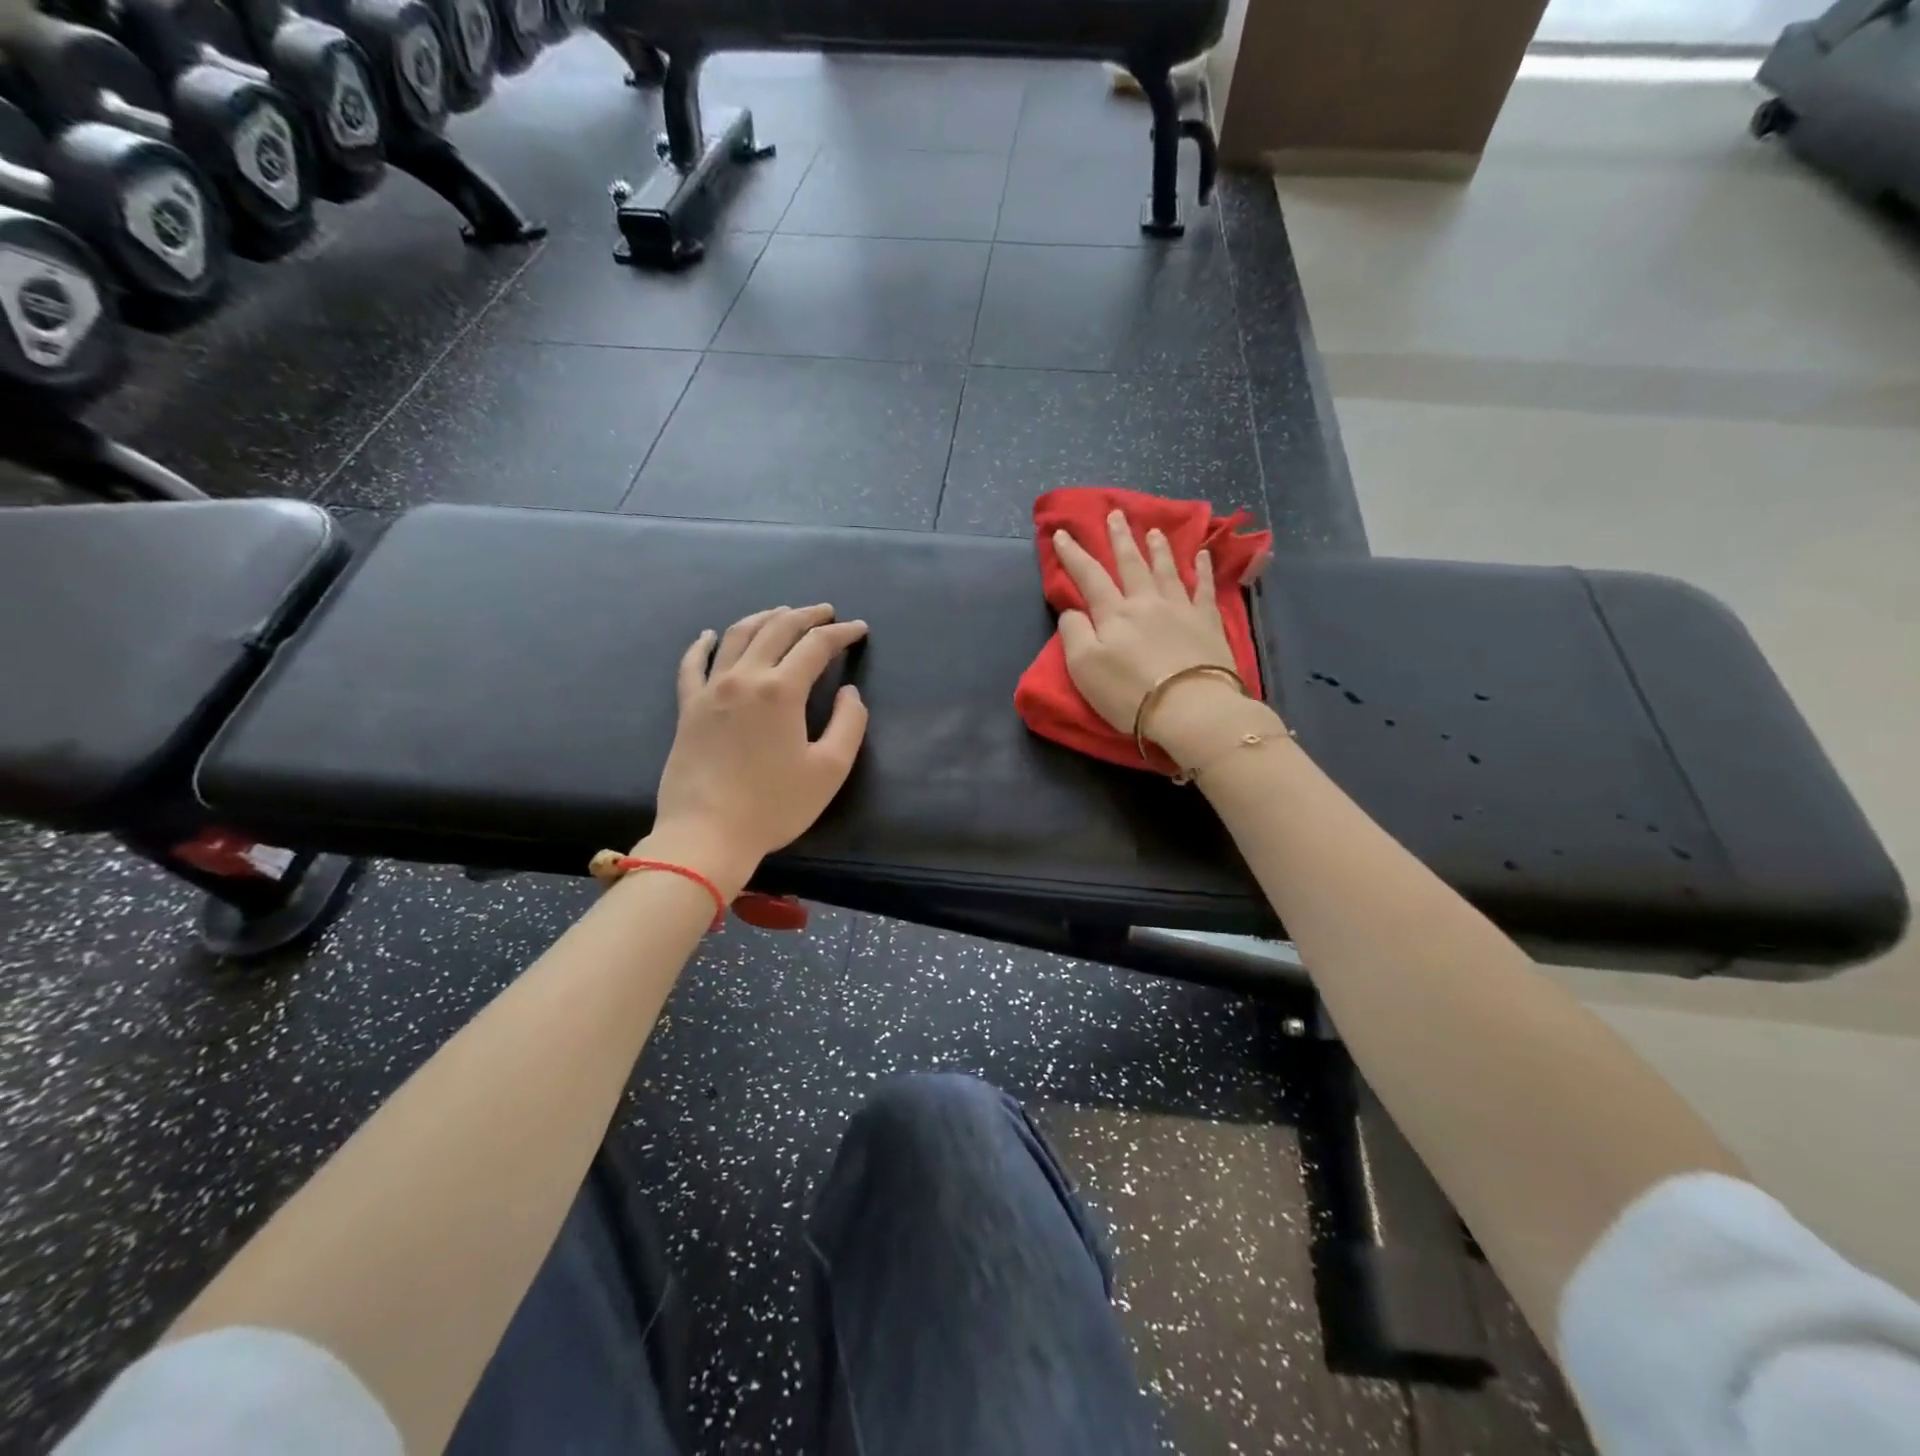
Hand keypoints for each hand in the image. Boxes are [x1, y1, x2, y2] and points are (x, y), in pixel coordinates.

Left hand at [648, 604, 868, 894]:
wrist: (706, 834)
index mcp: (781, 690)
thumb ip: (849, 724)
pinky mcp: (688, 708)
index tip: (859, 630)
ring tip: (782, 613)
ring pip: (737, 637)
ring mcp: (711, 690)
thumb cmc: (774, 805)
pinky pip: (693, 665)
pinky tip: (709, 635)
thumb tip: (850, 692)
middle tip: (826, 612)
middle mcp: (744, 678)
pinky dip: (703, 644)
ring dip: (764, 618)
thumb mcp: (829, 770)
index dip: (841, 633)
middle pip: (777, 629)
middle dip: (806, 615)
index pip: (817, 646)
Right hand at [1054, 509, 1240, 740]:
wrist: (1190, 708)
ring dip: (1157, 548)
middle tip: (1116, 514)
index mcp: (1114, 614)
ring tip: (1153, 530)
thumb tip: (1072, 610)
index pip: (1089, 576)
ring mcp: (1181, 609)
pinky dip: (1203, 569)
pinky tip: (1202, 556)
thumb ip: (1074, 633)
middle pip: (1131, 564)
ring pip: (1166, 569)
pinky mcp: (1208, 623)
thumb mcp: (1084, 668)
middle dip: (1120, 538)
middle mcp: (1146, 602)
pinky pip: (1204, 588)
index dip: (1074, 554)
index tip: (1063, 532)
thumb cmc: (1130, 693)